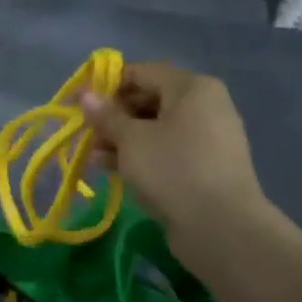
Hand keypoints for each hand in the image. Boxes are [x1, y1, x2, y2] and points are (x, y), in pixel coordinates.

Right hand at [80, 64, 267, 232]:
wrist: (222, 228)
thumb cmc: (173, 169)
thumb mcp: (130, 139)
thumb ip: (106, 115)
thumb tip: (85, 95)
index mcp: (192, 88)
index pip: (141, 73)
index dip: (107, 85)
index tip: (80, 105)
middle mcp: (204, 106)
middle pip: (149, 100)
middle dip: (113, 117)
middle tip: (86, 135)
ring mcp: (208, 138)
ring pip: (155, 129)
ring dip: (122, 140)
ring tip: (94, 158)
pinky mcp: (205, 166)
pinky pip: (167, 151)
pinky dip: (141, 156)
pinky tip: (114, 171)